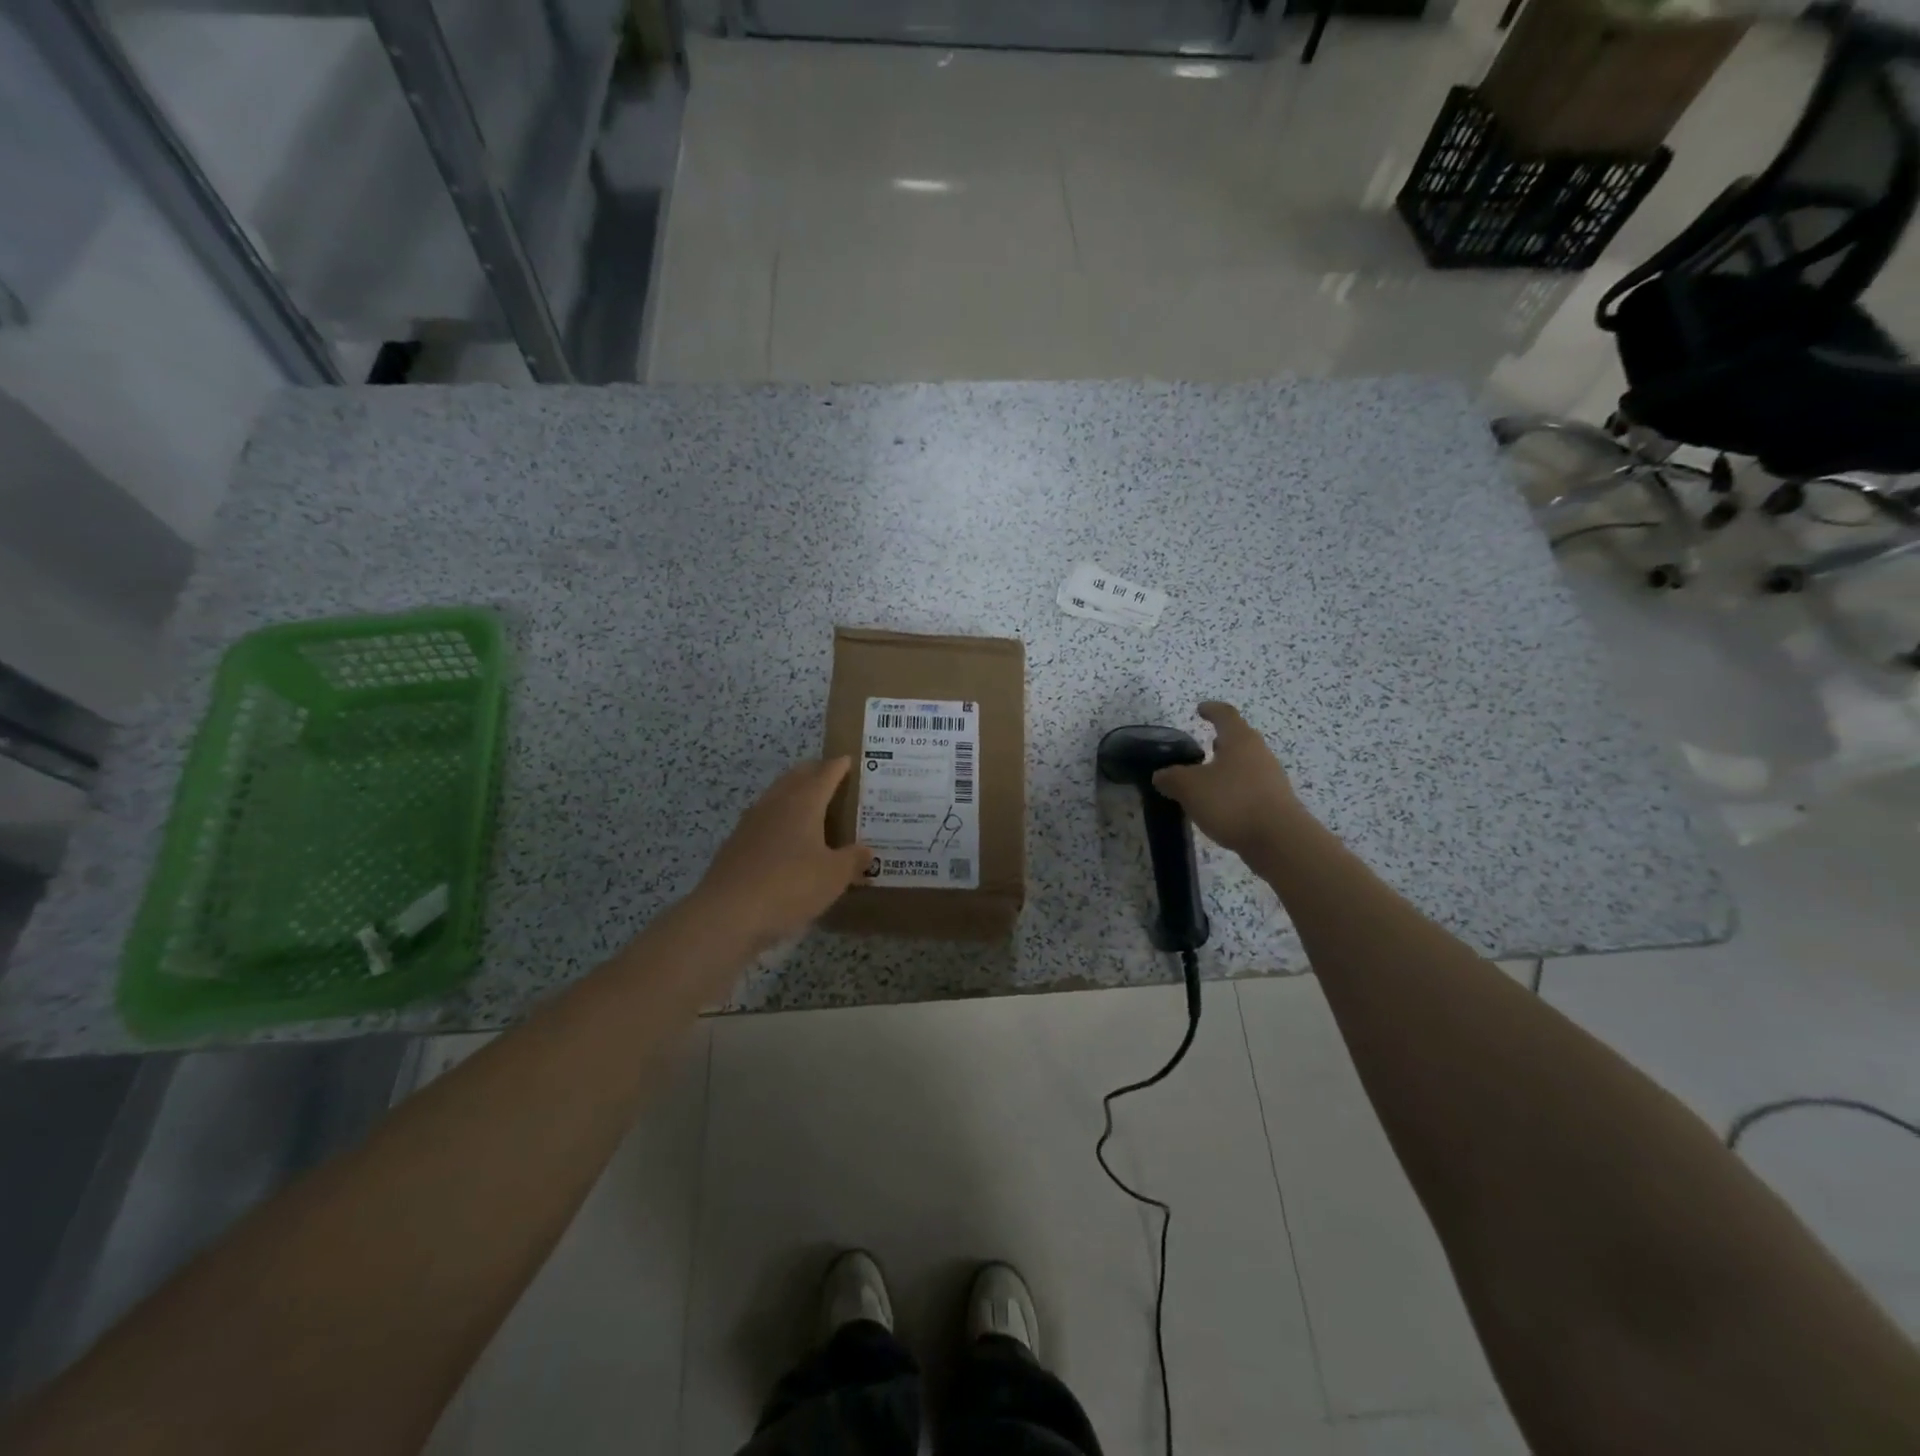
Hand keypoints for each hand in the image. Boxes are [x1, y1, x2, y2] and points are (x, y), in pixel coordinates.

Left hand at [692, 758, 872, 949]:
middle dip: (816, 772)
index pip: (825, 773)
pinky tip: (787, 839)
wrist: (728, 913)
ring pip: (778, 795)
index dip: (839, 766)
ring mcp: (751, 822)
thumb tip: (867, 851)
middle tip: (834, 778)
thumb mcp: (834, 876)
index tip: (850, 760)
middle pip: (797, 776)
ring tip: (813, 806)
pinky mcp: (737, 843)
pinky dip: (780, 819)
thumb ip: (854, 860)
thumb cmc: (790, 885)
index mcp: (804, 802)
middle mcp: (776, 803)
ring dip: (795, 794)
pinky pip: (765, 819)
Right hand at [1152, 702, 1310, 861]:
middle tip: (1202, 747)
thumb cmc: (1232, 802)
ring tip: (1206, 780)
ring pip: (1245, 765)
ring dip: (1226, 768)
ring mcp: (1271, 779)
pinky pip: (1249, 787)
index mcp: (1240, 740)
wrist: (1279, 840)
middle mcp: (1259, 753)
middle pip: (1239, 739)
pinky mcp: (1275, 803)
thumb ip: (1171, 778)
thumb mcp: (1189, 788)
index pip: (1225, 715)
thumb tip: (1161, 775)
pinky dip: (1233, 789)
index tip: (1200, 709)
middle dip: (1220, 741)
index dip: (1211, 710)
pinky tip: (1220, 805)